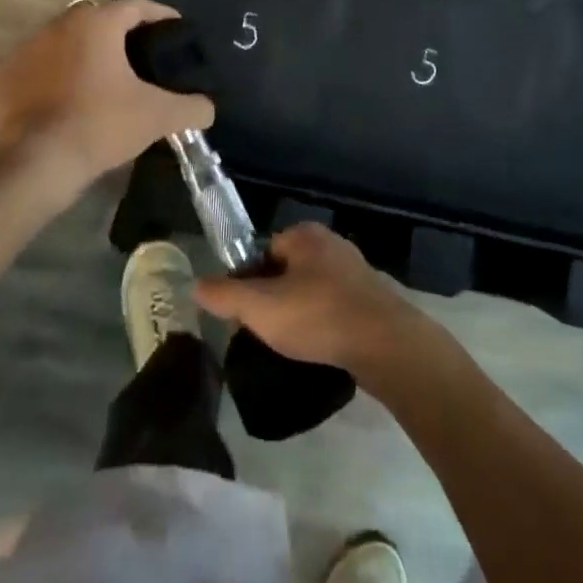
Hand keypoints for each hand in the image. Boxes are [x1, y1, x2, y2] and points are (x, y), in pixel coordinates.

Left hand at [0, 0, 213, 200]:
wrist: (36, 162)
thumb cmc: (100, 125)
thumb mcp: (157, 117)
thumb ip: (192, 107)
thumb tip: (208, 108)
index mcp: (97, 23)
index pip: (136, 6)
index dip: (160, 15)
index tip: (176, 29)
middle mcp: (60, 23)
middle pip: (99, 17)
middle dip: (121, 31)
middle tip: (141, 54)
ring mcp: (28, 47)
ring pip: (67, 38)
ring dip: (86, 50)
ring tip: (106, 76)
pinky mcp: (8, 73)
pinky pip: (42, 62)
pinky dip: (58, 71)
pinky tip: (71, 94)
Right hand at [194, 223, 425, 374]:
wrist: (386, 344)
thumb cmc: (318, 316)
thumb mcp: (260, 308)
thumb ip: (225, 295)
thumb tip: (196, 285)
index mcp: (304, 235)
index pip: (262, 251)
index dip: (248, 282)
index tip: (246, 314)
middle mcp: (331, 243)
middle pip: (286, 270)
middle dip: (274, 298)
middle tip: (268, 331)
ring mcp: (355, 270)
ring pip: (311, 290)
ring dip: (299, 313)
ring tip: (294, 344)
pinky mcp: (372, 298)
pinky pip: (334, 306)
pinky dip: (324, 324)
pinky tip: (321, 346)